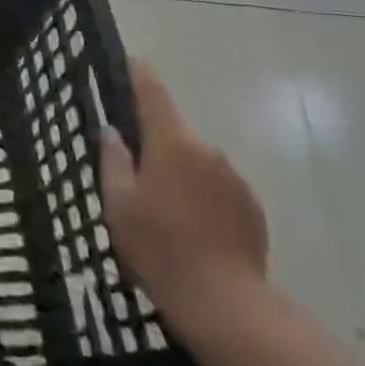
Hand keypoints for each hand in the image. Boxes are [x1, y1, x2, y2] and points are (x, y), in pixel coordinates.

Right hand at [98, 58, 268, 342]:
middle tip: (131, 170)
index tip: (127, 61)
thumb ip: (113, 160)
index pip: (152, 91)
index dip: (137, 72)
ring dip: (178, 171)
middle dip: (153, 141)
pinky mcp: (252, 207)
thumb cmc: (159, 247)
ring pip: (196, 161)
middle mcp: (207, 149)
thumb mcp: (118, 203)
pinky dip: (202, 196)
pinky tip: (191, 228)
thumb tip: (112, 131)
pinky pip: (217, 187)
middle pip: (174, 130)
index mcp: (171, 141)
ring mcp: (234, 177)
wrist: (225, 304)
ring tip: (162, 209)